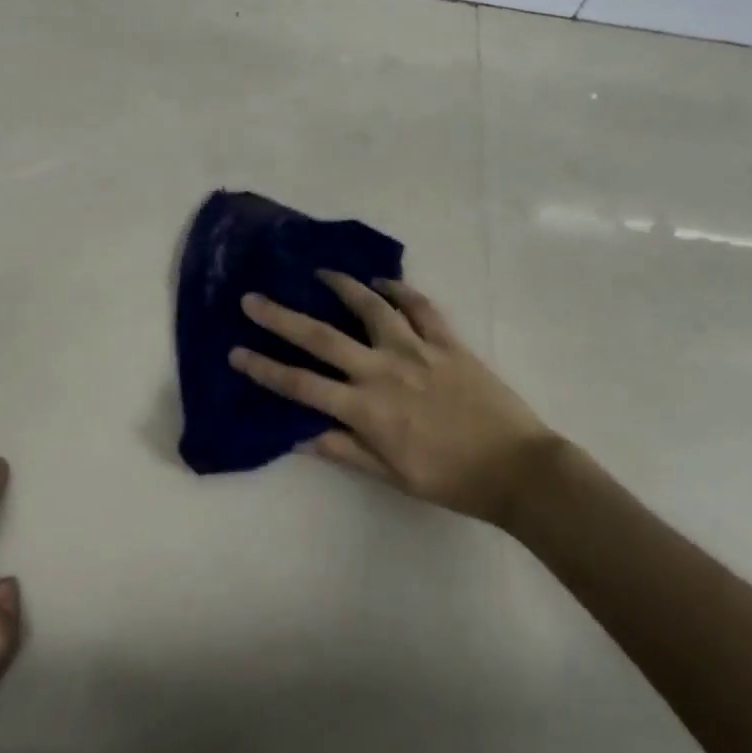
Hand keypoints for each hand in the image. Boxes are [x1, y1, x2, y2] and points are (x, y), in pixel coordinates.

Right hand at [229, 274, 558, 526]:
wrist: (516, 467)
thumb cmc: (451, 479)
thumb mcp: (392, 476)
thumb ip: (346, 450)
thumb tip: (301, 435)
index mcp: (366, 408)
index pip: (301, 385)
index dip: (264, 368)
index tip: (236, 351)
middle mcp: (383, 370)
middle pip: (322, 337)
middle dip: (281, 318)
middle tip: (252, 299)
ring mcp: (417, 349)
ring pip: (370, 307)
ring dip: (341, 286)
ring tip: (320, 273)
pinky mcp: (448, 341)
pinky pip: (420, 306)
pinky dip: (399, 290)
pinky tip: (384, 283)